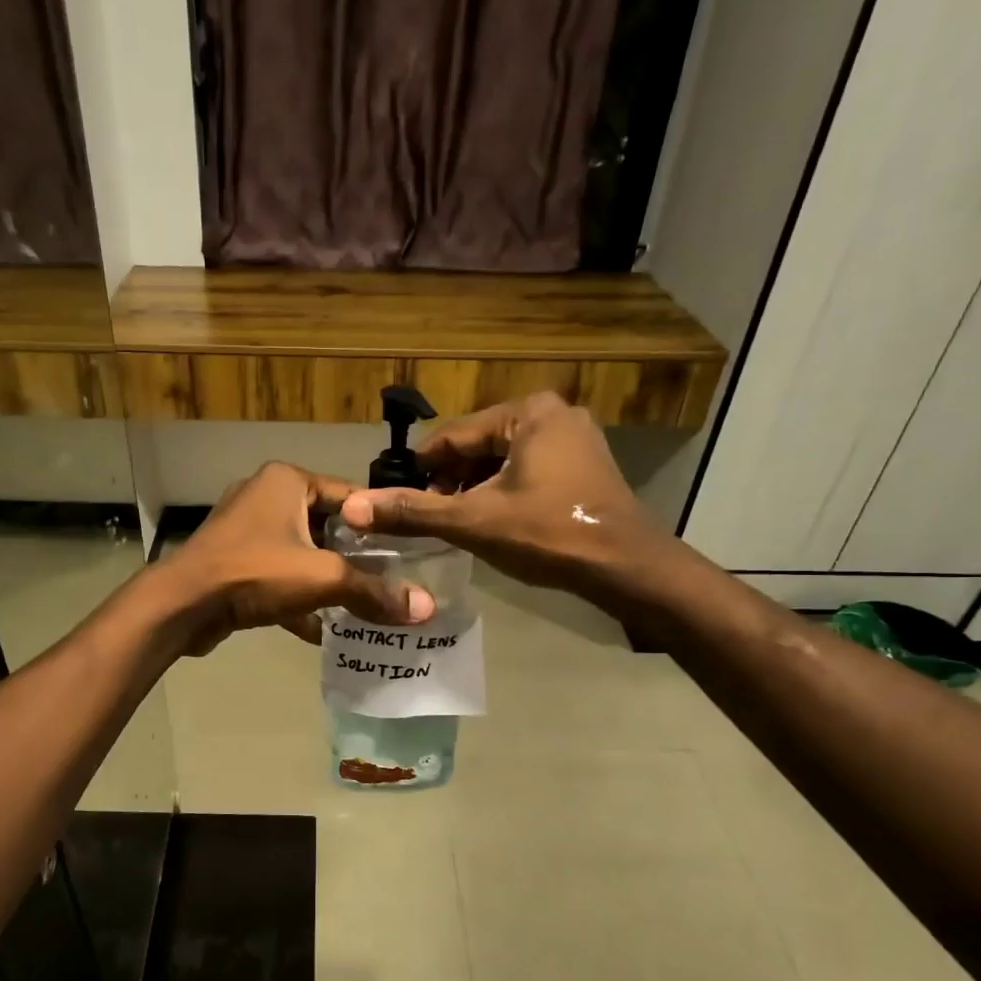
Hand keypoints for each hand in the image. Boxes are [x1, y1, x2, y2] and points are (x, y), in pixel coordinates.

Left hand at [165, 462, 435, 653]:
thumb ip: (374, 592)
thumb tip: (426, 609)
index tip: (410, 552)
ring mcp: (245, 530)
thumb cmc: (255, 573)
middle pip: (327, 527)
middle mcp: (265, 496)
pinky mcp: (232, 561)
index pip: (350, 496)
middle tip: (391, 583)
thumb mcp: (323, 578)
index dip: (381, 524)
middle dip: (355, 558)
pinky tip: (321, 630)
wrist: (182, 606)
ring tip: (363, 607)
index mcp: (287, 480)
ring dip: (326, 581)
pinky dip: (297, 599)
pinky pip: (277, 576)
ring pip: (301, 554)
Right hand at [340, 393, 669, 595]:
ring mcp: (575, 439)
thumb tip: (353, 508)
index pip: (452, 437)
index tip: (396, 501)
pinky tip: (492, 522)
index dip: (420, 471)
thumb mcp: (473, 521)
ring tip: (456, 525)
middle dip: (450, 482)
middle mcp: (554, 413)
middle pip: (478, 447)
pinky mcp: (586, 466)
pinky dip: (504, 492)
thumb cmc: (548, 534)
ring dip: (475, 490)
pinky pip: (528, 471)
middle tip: (429, 519)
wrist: (627, 568)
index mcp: (527, 412)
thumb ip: (413, 512)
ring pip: (502, 461)